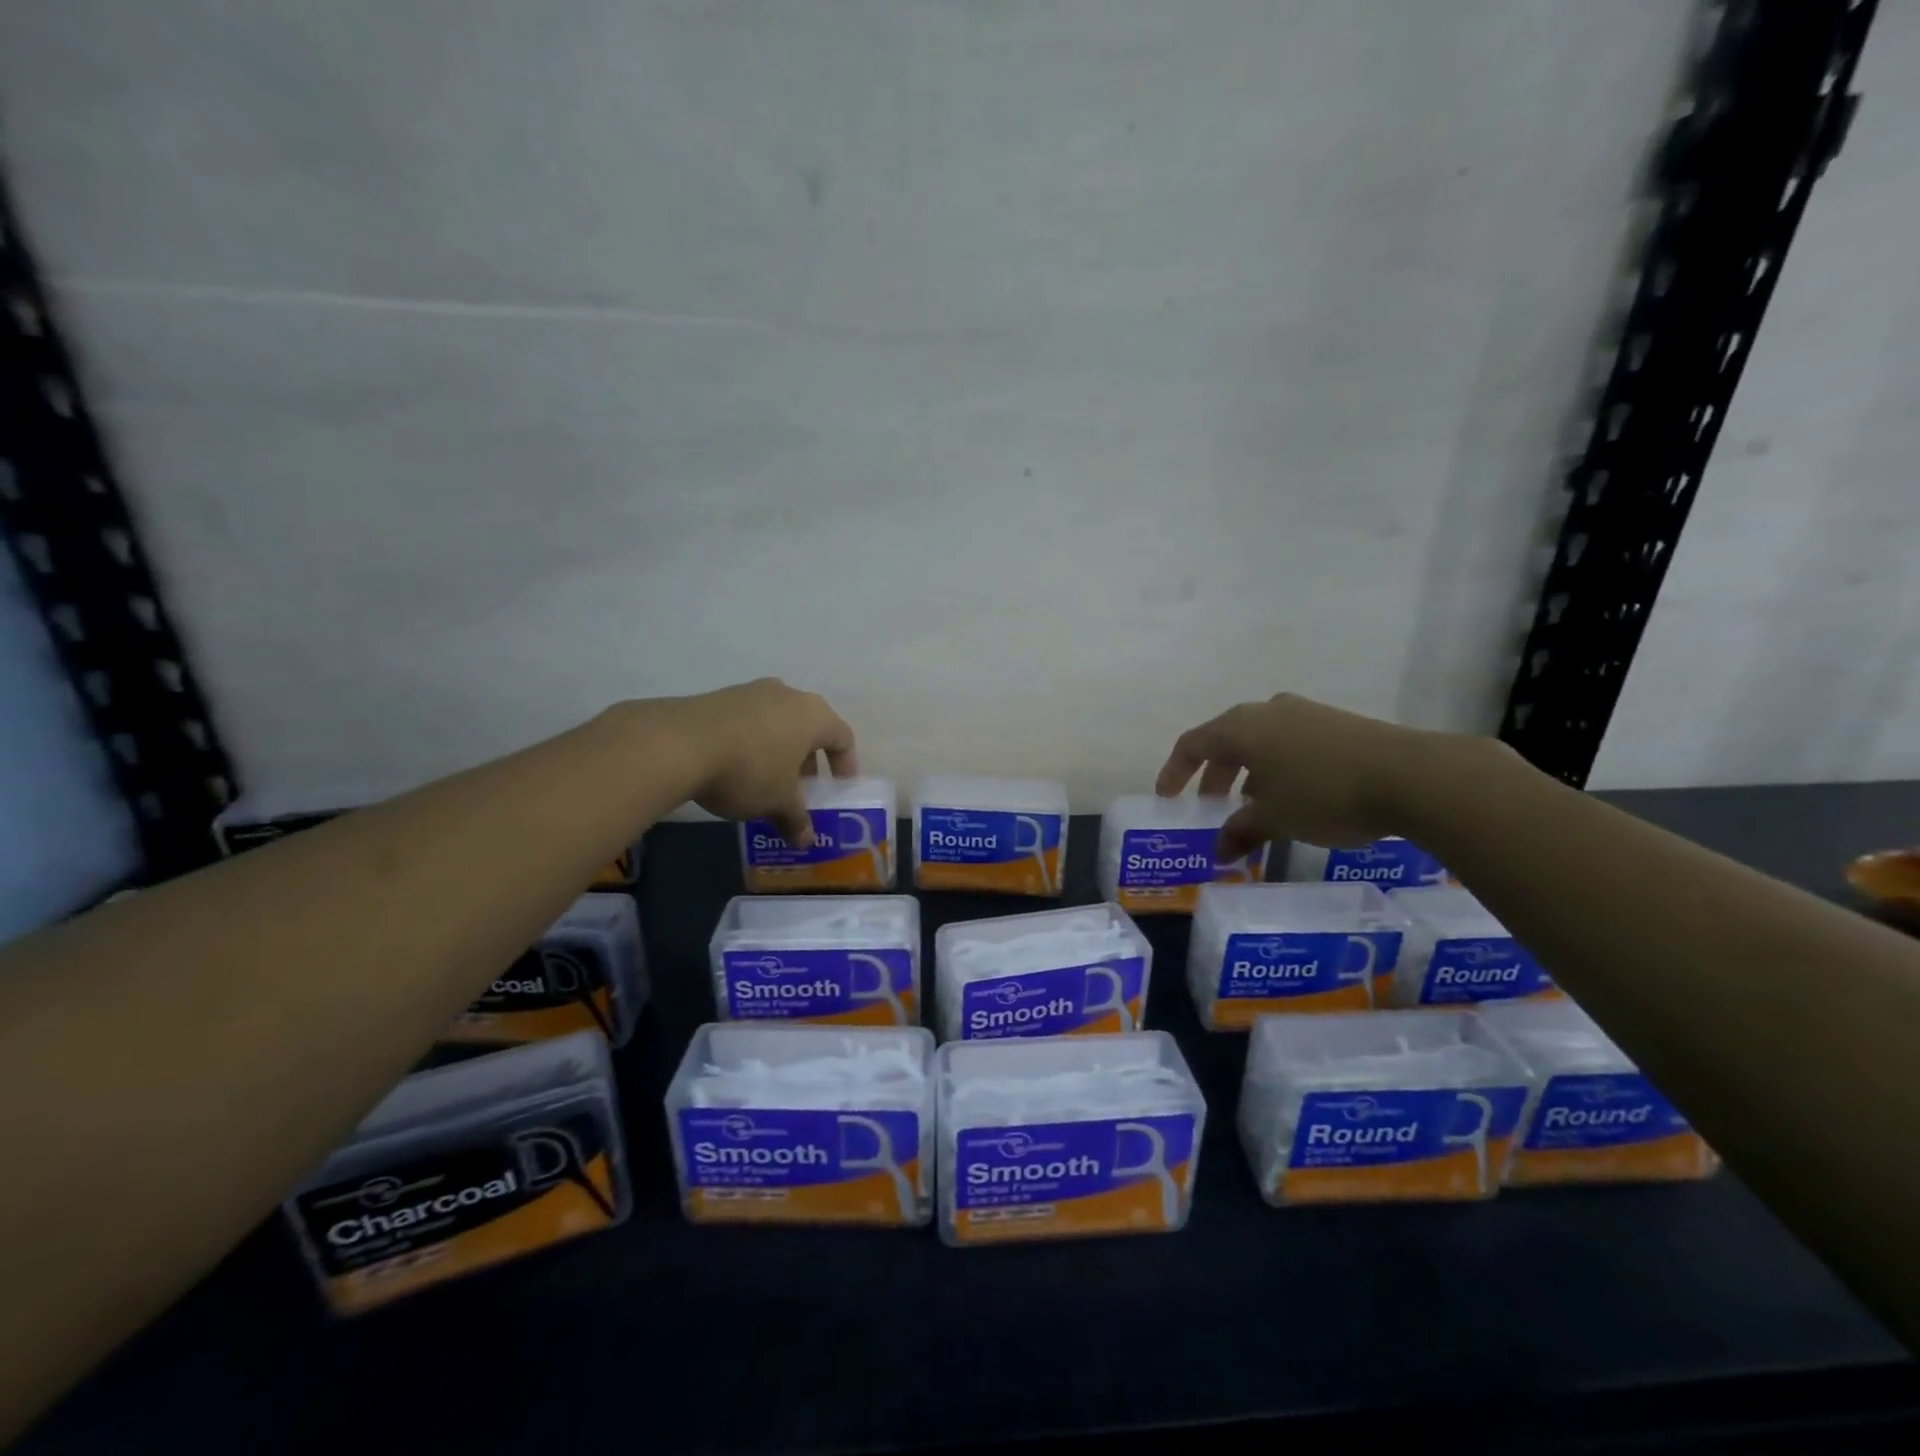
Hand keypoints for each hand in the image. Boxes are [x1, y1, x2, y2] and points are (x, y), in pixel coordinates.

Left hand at [654, 679, 856, 845]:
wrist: (678, 744)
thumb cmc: (749, 771)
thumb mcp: (777, 803)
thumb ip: (796, 820)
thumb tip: (806, 841)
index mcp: (813, 715)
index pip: (842, 736)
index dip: (845, 762)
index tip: (839, 785)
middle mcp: (787, 695)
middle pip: (809, 727)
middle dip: (808, 758)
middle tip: (802, 787)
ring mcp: (751, 692)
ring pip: (777, 722)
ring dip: (779, 750)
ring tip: (768, 780)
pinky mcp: (719, 697)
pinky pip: (748, 721)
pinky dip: (752, 742)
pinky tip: (736, 767)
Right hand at [1155, 693, 1436, 859]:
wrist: (1412, 775)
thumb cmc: (1324, 793)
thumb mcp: (1275, 819)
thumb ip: (1241, 832)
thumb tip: (1219, 853)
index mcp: (1241, 727)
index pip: (1192, 744)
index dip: (1174, 772)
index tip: (1167, 799)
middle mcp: (1268, 712)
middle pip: (1226, 741)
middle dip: (1214, 776)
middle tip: (1211, 807)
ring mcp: (1305, 714)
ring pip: (1261, 742)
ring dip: (1248, 774)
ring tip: (1253, 807)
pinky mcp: (1338, 724)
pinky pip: (1291, 744)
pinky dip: (1278, 769)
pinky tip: (1294, 797)